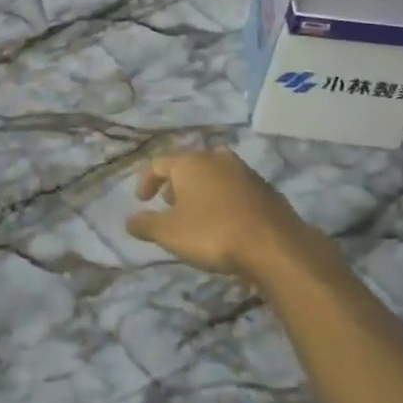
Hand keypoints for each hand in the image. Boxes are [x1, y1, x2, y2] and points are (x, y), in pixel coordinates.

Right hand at [126, 148, 320, 282]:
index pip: (159, 163)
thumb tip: (129, 220)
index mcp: (190, 162)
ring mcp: (244, 171)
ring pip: (214, 173)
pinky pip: (235, 187)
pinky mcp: (265, 188)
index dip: (146, 181)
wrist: (274, 245)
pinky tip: (225, 220)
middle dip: (175, 183)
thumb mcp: (170, 234)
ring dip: (201, 189)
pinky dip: (223, 198)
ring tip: (197, 213)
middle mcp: (216, 158)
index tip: (142, 201)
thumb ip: (146, 224)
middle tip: (169, 205)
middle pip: (188, 164)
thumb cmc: (213, 234)